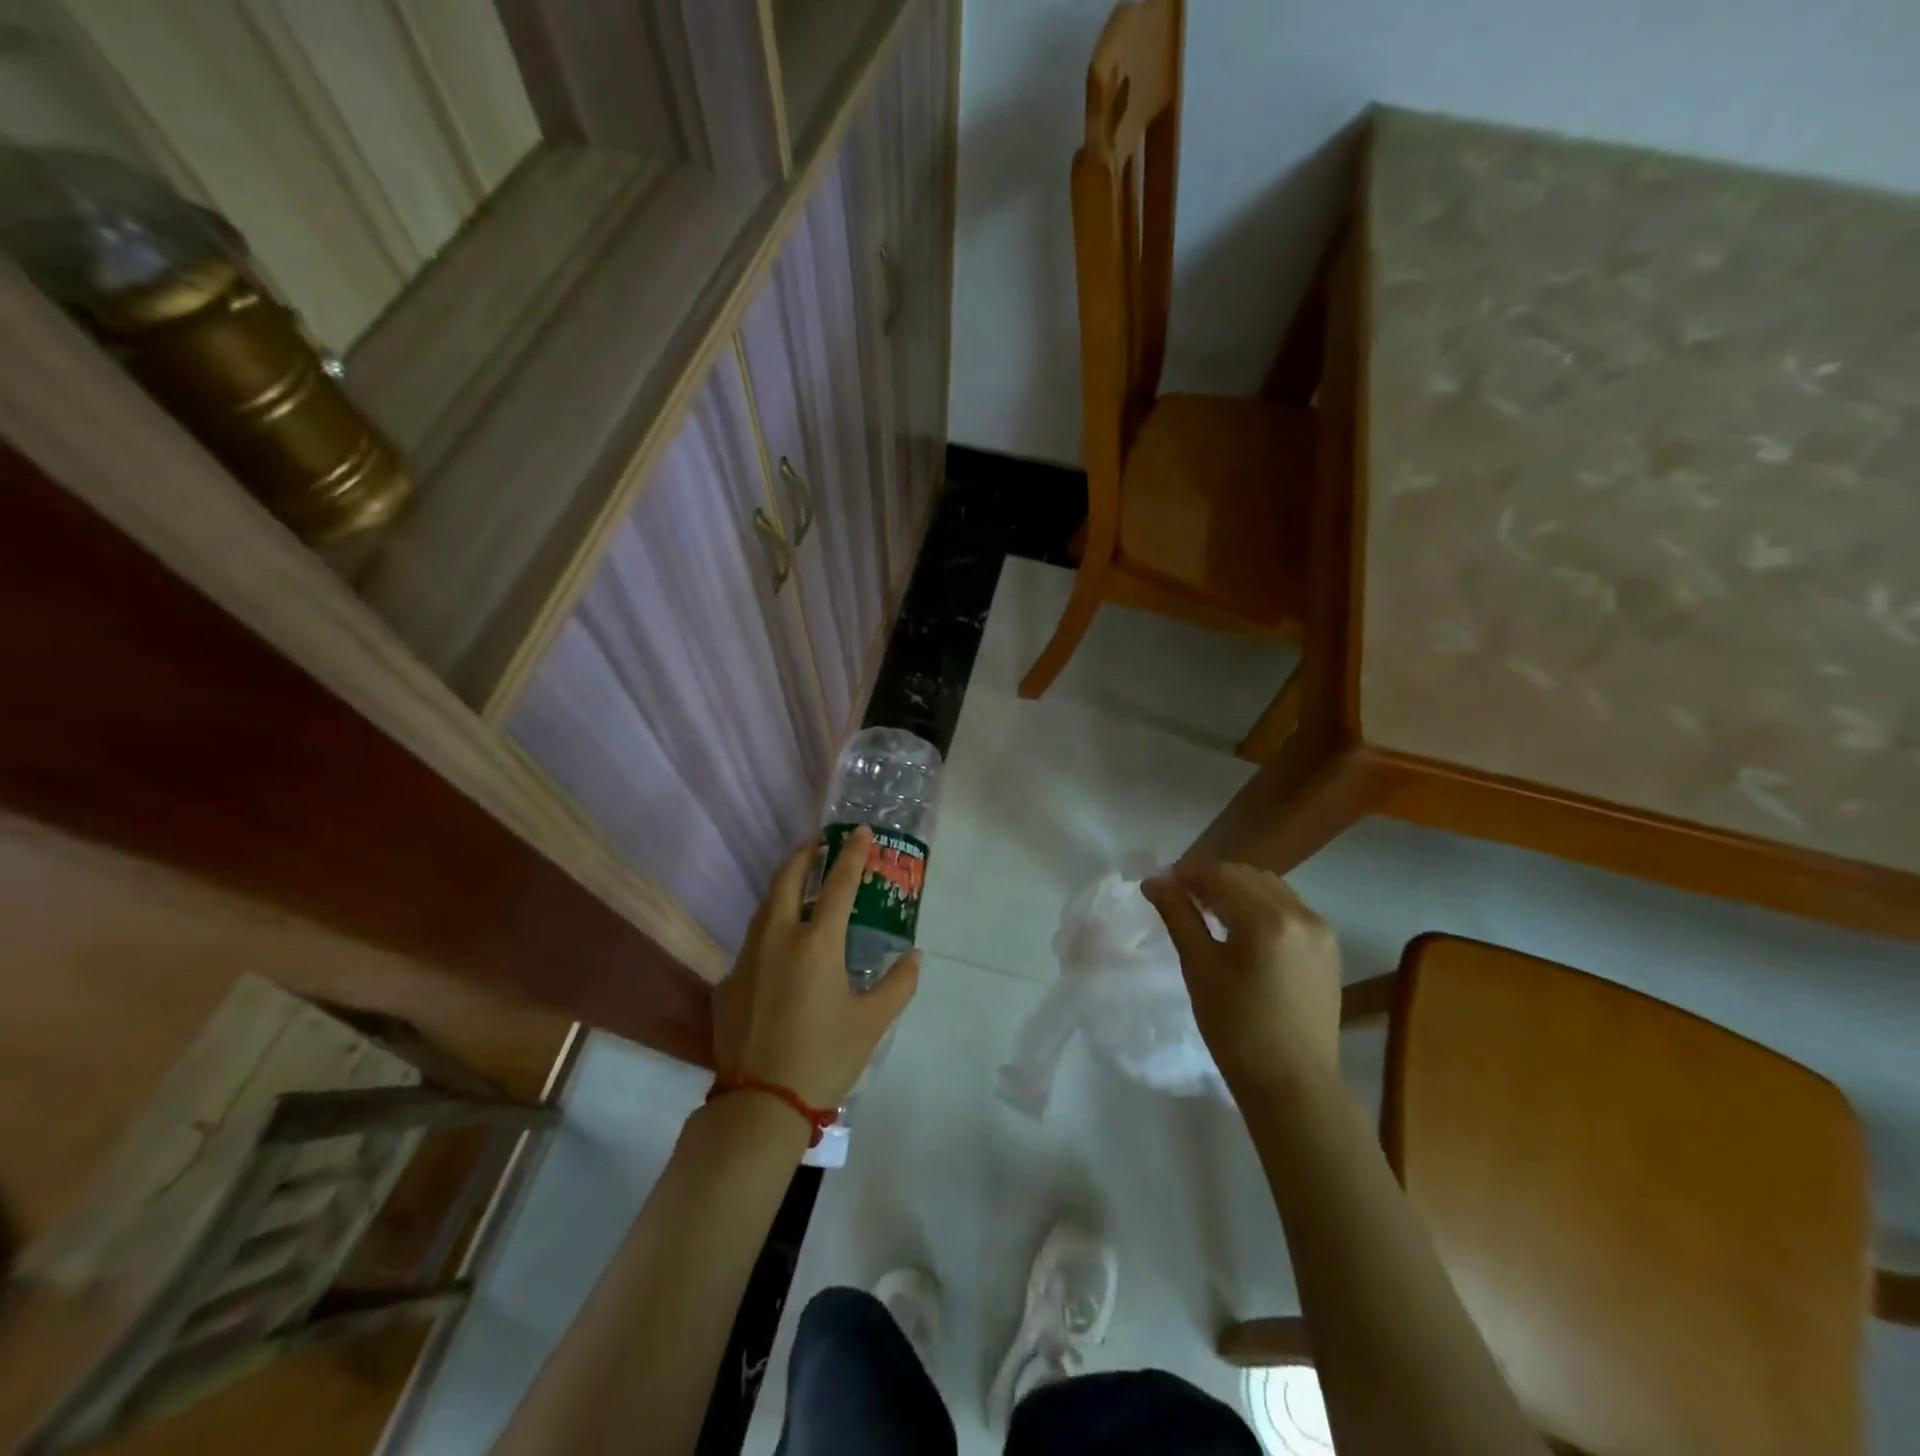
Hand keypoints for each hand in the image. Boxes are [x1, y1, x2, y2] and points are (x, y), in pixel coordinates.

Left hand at [712, 827, 920, 1109]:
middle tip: (818, 844)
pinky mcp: (727, 982)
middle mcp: (777, 938)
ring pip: (765, 907)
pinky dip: (770, 929)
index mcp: (817, 943)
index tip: (859, 831)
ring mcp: (746, 959)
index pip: (839, 884)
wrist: (760, 1106)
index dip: (852, 854)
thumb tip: (913, 956)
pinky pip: (752, 943)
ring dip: (784, 887)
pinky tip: (779, 949)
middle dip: (804, 855)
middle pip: (787, 879)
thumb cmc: (825, 1058)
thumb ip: (898, 984)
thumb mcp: (873, 1023)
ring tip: (800, 884)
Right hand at [1141, 861, 1341, 1096]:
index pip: (1219, 875)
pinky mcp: (1327, 946)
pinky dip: (1259, 904)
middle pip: (1246, 875)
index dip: (1185, 873)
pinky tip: (1239, 925)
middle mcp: (1301, 914)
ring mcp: (1320, 929)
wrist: (1293, 1085)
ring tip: (1206, 909)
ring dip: (1235, 888)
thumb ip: (1178, 916)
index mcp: (1268, 920)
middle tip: (1177, 896)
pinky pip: (1287, 906)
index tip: (1158, 883)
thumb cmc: (1236, 1029)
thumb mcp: (1199, 968)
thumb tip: (1154, 881)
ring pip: (1268, 887)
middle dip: (1209, 878)